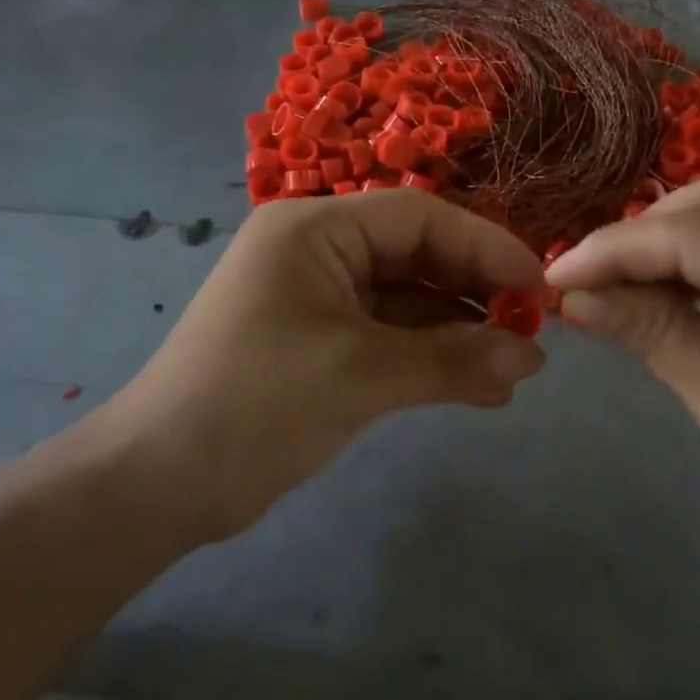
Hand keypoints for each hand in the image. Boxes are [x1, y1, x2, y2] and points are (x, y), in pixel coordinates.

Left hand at [83, 191, 547, 540]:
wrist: (161, 482)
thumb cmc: (255, 404)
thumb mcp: (360, 375)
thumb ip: (451, 361)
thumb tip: (533, 358)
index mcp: (315, 229)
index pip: (419, 218)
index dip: (485, 246)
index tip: (538, 287)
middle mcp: (319, 252)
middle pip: (418, 256)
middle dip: (476, 294)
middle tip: (532, 332)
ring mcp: (320, 299)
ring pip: (409, 301)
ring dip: (460, 334)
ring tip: (515, 370)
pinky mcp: (323, 344)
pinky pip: (392, 337)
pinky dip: (432, 359)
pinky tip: (479, 388)